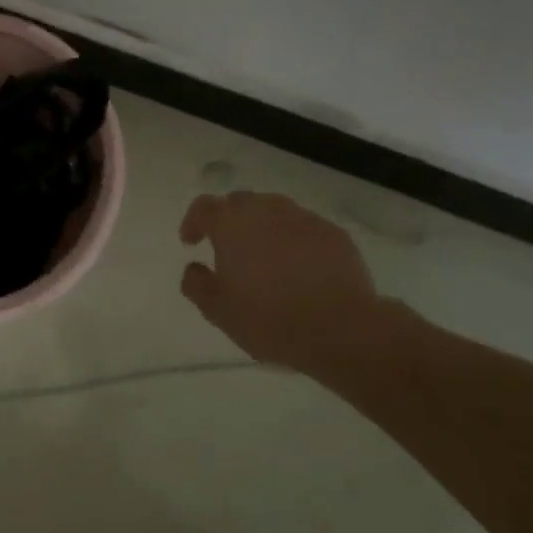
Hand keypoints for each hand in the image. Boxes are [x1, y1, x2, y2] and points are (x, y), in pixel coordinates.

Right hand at [179, 191, 396, 375]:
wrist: (341, 329)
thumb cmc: (269, 319)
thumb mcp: (218, 311)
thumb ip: (196, 284)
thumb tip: (193, 268)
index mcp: (231, 224)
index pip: (204, 207)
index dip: (193, 222)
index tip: (191, 243)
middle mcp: (266, 211)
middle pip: (240, 202)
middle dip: (229, 220)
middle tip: (228, 248)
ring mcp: (304, 219)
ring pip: (275, 211)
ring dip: (263, 227)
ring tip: (265, 256)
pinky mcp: (334, 234)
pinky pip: (305, 228)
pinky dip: (294, 240)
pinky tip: (299, 268)